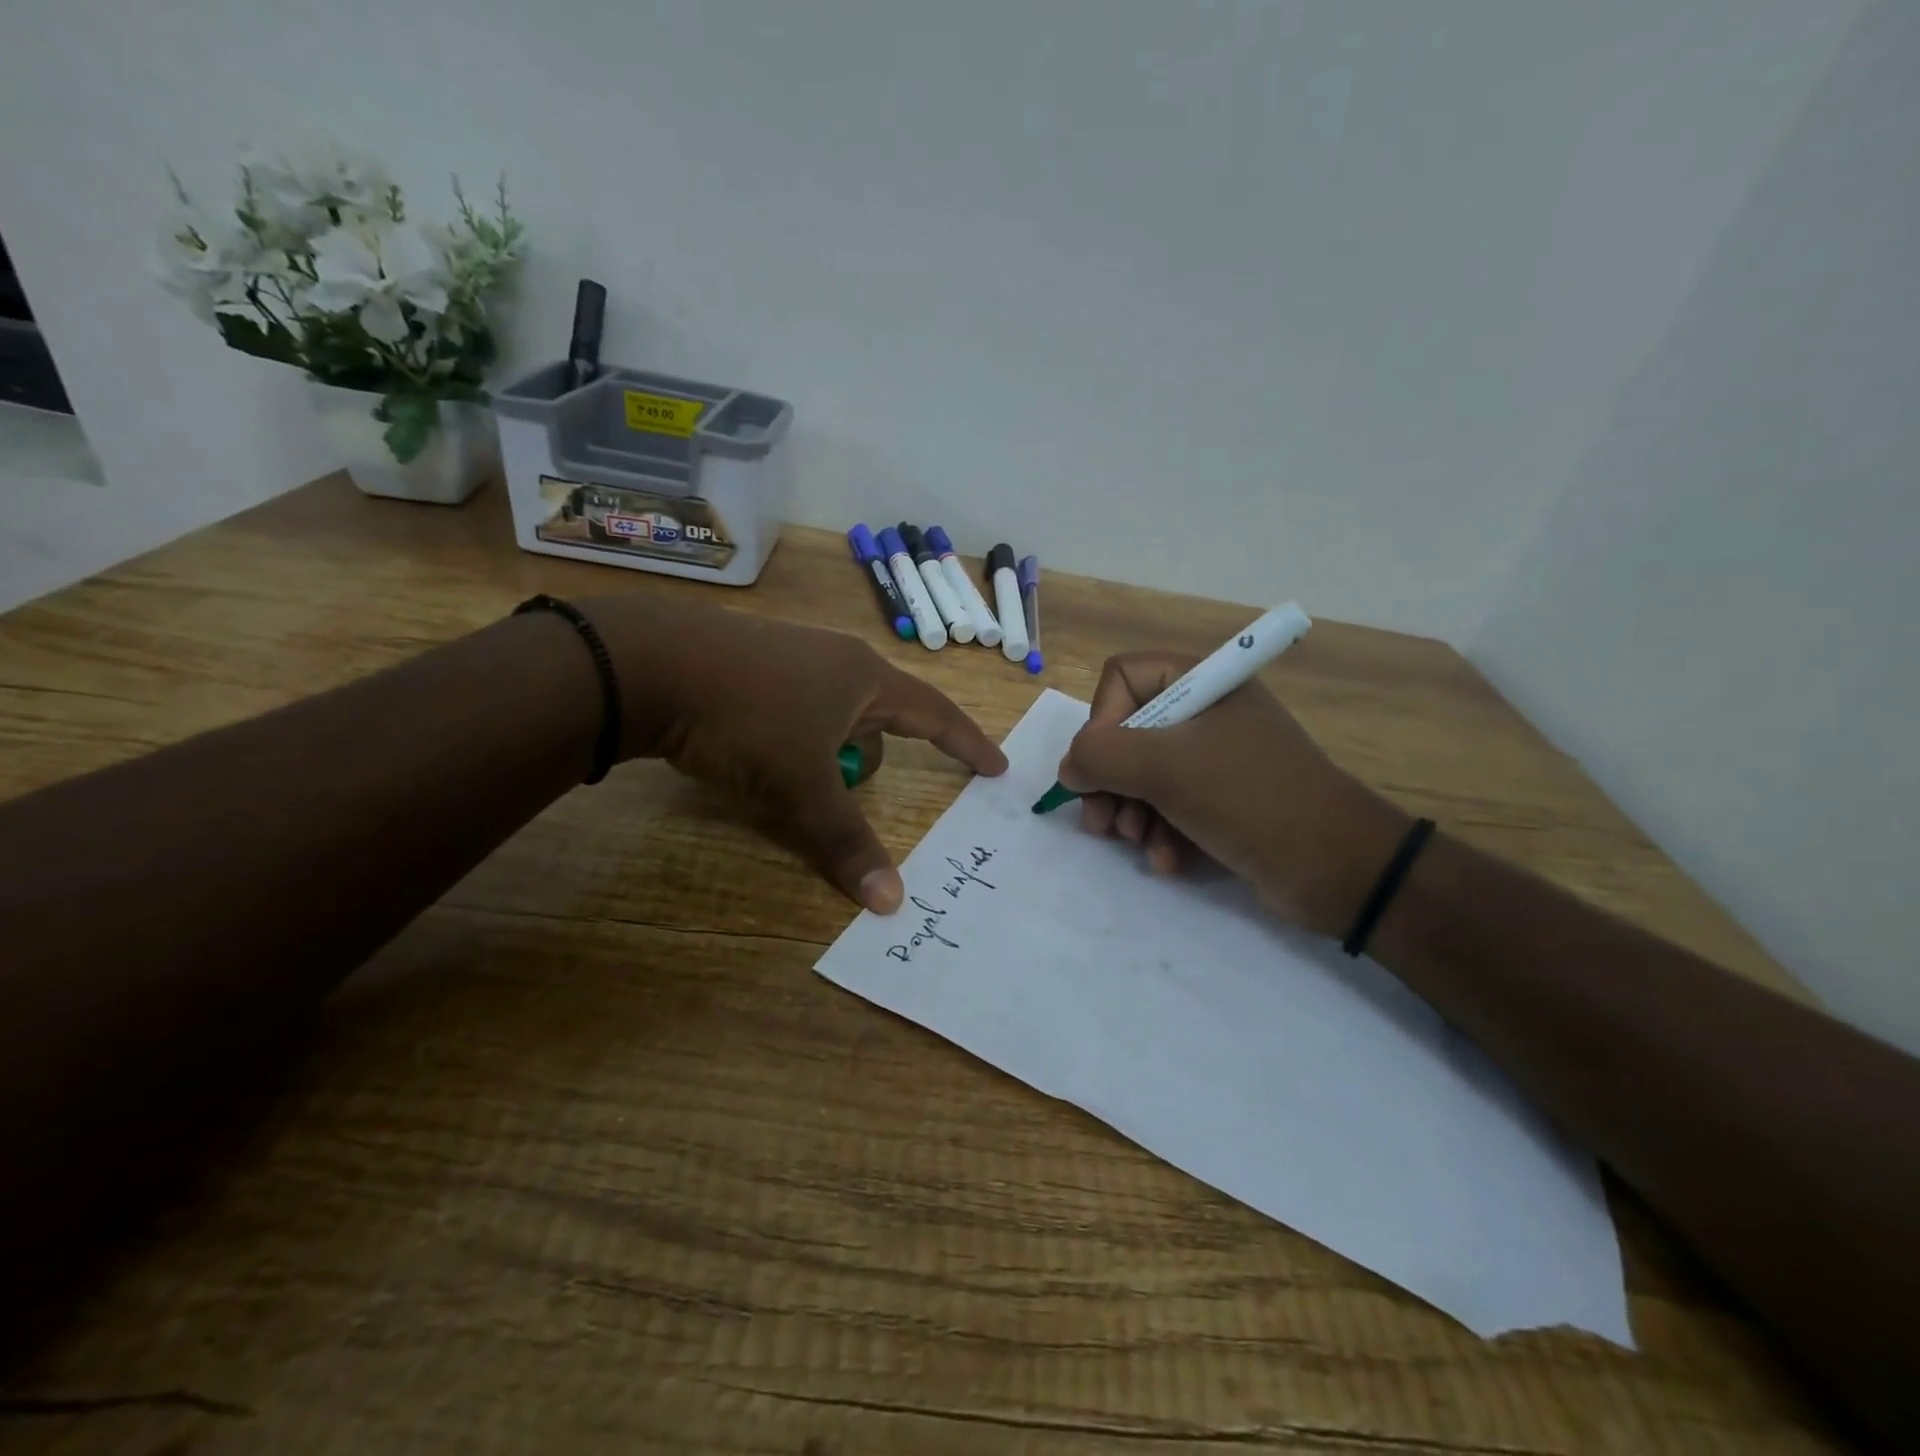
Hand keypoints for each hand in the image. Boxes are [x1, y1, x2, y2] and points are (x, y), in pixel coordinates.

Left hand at [576, 595, 1005, 913]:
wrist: (646, 663)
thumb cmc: (746, 718)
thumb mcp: (800, 786)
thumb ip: (845, 841)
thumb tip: (890, 903)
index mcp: (865, 678)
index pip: (935, 713)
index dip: (967, 744)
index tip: (996, 767)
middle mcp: (836, 659)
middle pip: (879, 717)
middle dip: (875, 757)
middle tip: (856, 790)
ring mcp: (791, 656)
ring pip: (833, 714)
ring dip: (828, 752)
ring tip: (793, 779)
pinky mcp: (751, 664)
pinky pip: (796, 708)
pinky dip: (794, 739)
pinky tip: (758, 753)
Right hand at [1056, 652, 1408, 936]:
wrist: (1339, 868)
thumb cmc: (1249, 798)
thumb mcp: (1165, 768)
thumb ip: (1100, 756)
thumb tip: (1069, 768)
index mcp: (1201, 683)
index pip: (1121, 679)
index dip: (1101, 722)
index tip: (1101, 768)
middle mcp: (1205, 713)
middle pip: (1124, 732)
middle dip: (1109, 781)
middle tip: (1104, 822)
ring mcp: (1214, 758)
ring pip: (1141, 775)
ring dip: (1130, 813)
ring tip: (1138, 842)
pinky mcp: (1221, 800)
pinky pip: (1169, 806)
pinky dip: (1159, 833)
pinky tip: (1167, 860)